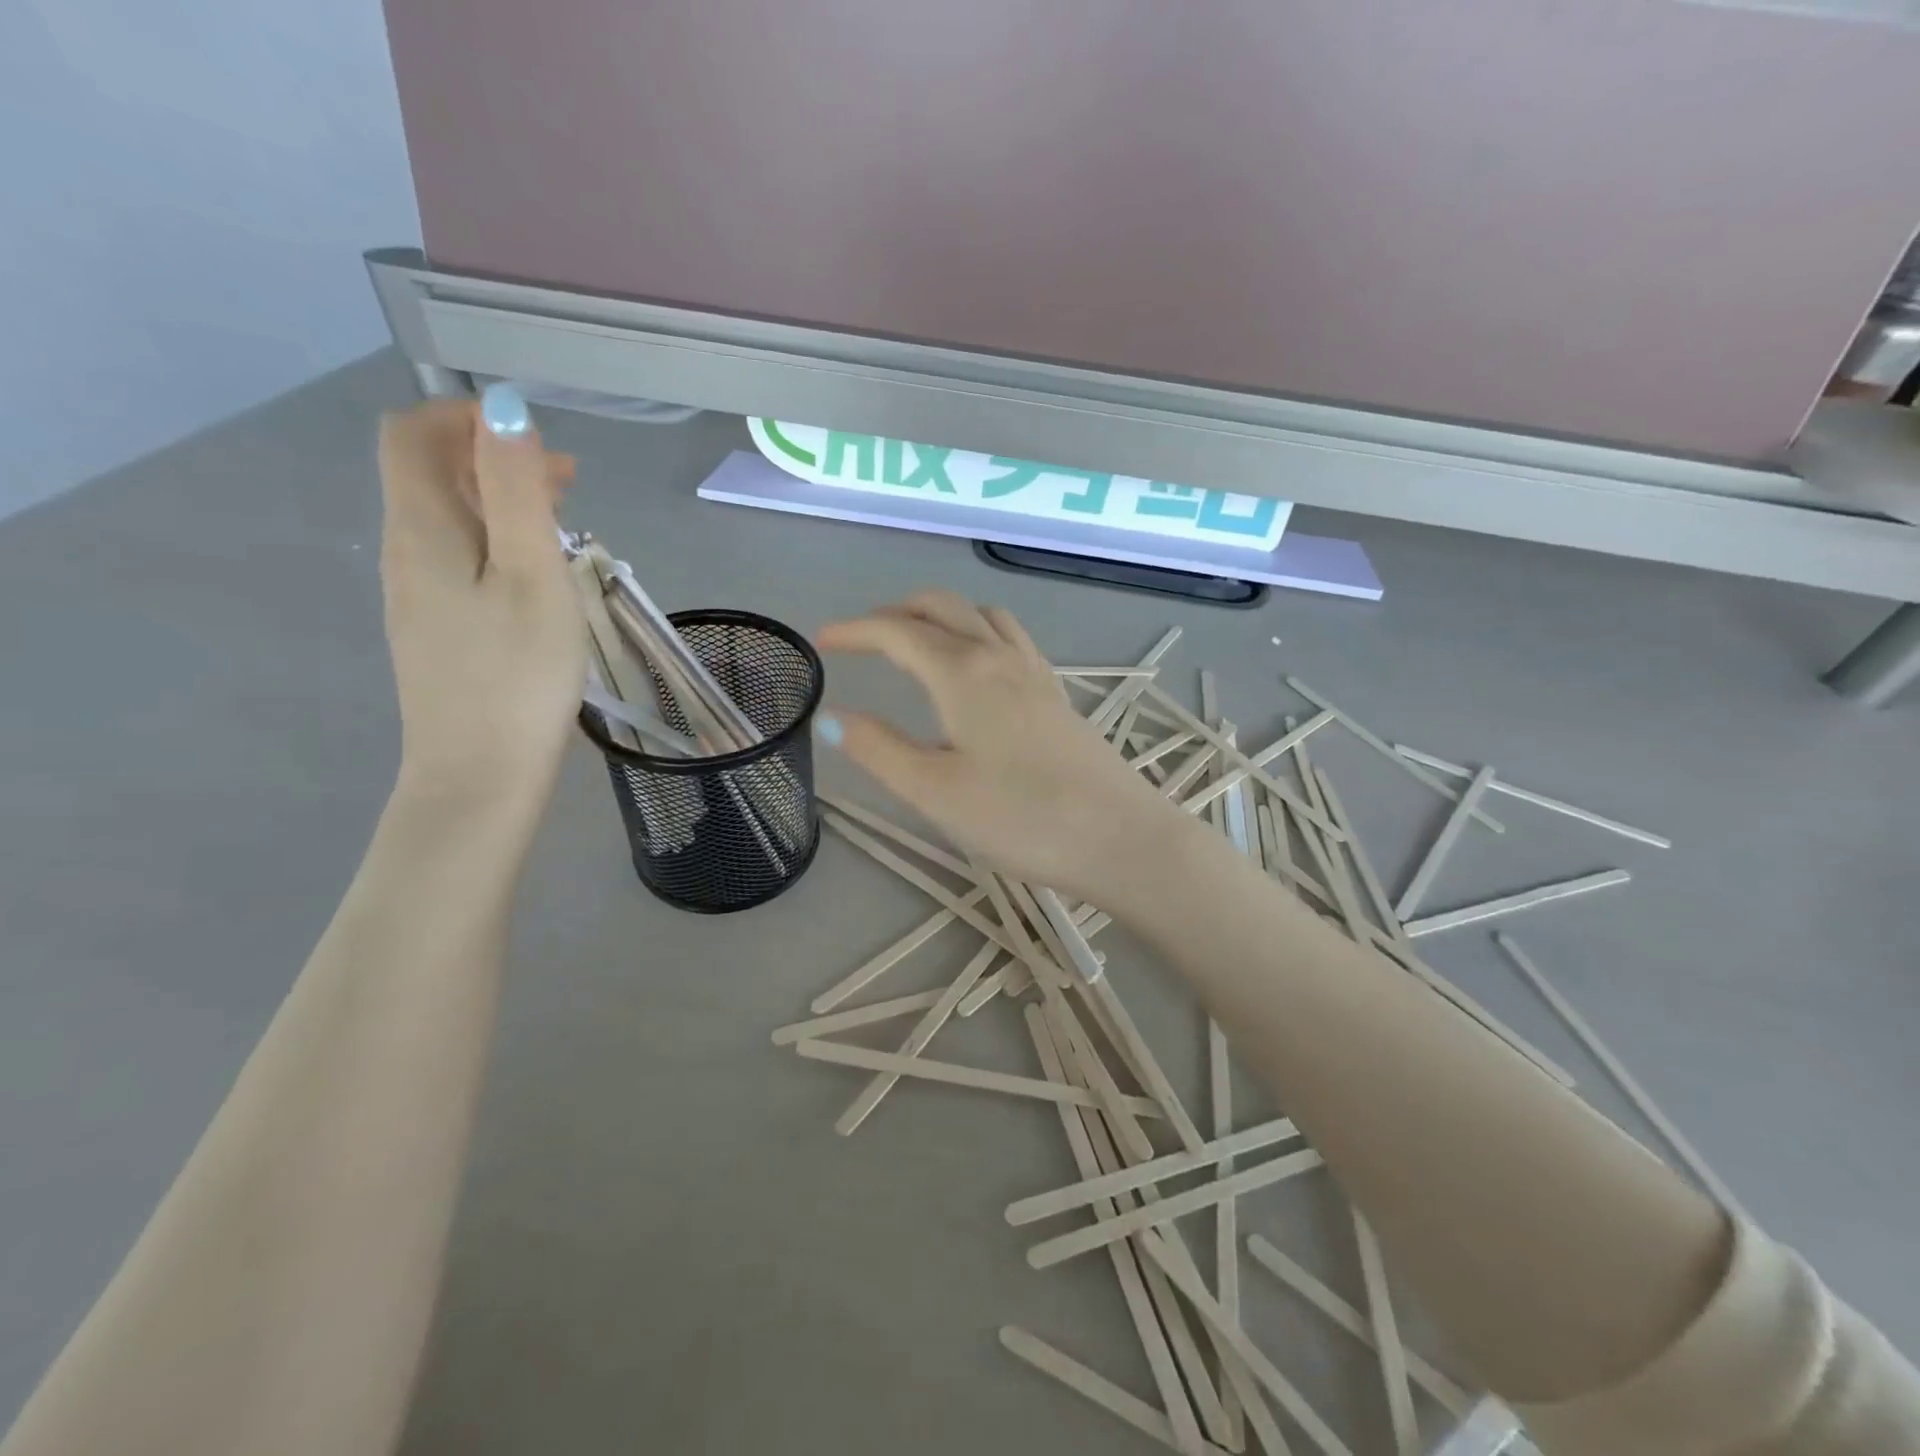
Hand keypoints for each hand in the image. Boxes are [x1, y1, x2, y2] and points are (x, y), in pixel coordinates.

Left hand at [377, 396, 585, 804]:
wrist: (481, 773)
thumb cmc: (518, 674)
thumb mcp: (532, 575)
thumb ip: (515, 491)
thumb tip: (503, 409)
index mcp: (422, 529)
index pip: (412, 435)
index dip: (465, 417)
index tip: (536, 443)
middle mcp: (404, 552)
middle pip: (428, 473)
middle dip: (492, 457)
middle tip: (568, 482)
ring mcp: (416, 595)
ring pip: (446, 518)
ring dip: (498, 500)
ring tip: (563, 523)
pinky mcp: (436, 630)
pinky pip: (456, 559)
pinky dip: (495, 542)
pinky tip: (537, 575)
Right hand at [815, 593, 1186, 901]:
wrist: (1120, 838)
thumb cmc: (1020, 818)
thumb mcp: (934, 791)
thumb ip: (879, 749)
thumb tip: (830, 716)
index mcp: (962, 672)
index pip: (897, 632)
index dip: (855, 630)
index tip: (822, 642)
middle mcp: (999, 656)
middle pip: (942, 606)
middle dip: (895, 613)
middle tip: (863, 639)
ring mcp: (1035, 672)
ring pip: (980, 616)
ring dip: (940, 616)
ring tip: (916, 643)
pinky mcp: (1057, 695)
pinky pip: (1010, 638)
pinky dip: (977, 632)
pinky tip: (976, 668)